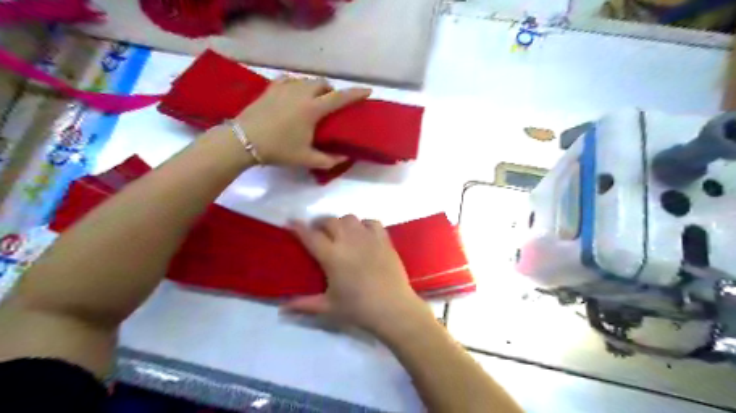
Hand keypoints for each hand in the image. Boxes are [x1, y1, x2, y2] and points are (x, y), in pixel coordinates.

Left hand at [235, 75, 370, 166]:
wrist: (243, 141)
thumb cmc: (277, 150)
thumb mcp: (306, 159)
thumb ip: (329, 160)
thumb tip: (345, 158)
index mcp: (312, 109)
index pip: (340, 98)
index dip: (356, 94)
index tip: (368, 91)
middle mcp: (301, 93)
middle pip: (323, 84)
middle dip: (331, 91)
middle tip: (331, 104)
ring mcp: (284, 88)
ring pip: (307, 80)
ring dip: (315, 88)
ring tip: (313, 100)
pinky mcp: (270, 88)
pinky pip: (289, 79)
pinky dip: (297, 84)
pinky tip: (294, 92)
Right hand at [283, 215, 431, 336]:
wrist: (393, 308)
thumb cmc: (358, 309)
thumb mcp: (328, 308)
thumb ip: (304, 304)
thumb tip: (281, 309)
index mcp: (332, 256)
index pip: (310, 235)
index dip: (298, 227)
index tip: (291, 222)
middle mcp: (348, 241)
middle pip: (329, 221)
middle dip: (320, 224)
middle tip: (318, 233)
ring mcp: (368, 237)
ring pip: (350, 218)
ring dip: (341, 223)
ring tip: (341, 233)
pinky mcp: (384, 239)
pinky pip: (372, 222)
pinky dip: (364, 224)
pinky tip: (363, 234)